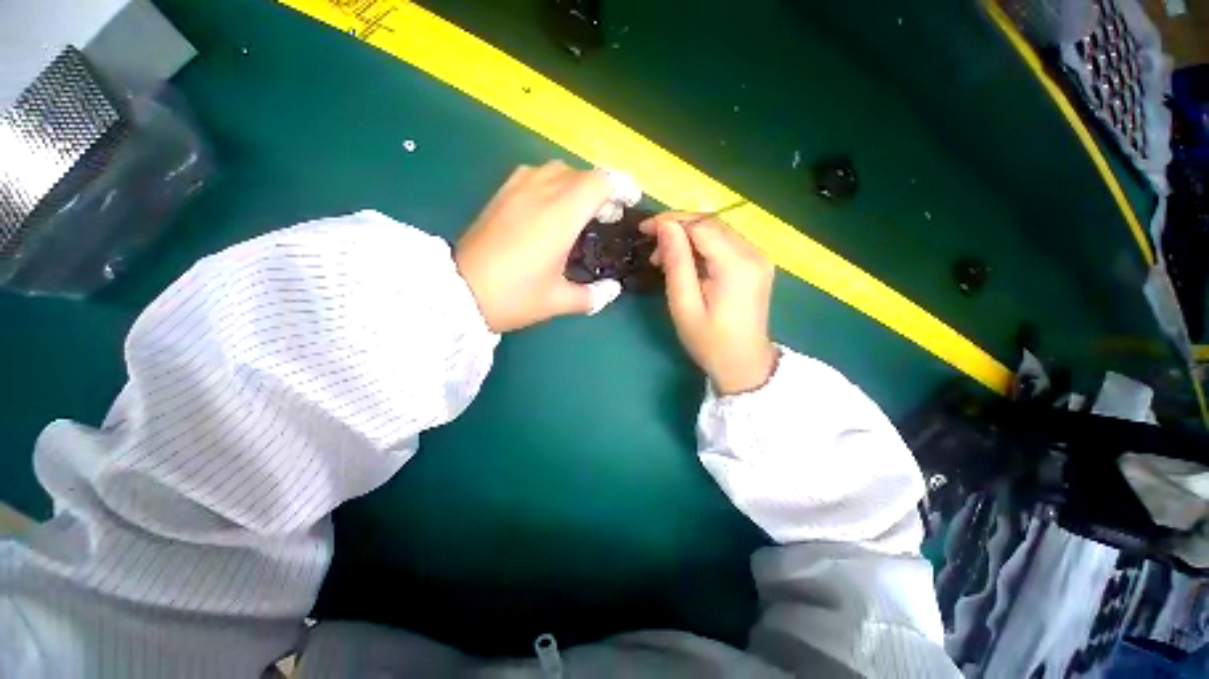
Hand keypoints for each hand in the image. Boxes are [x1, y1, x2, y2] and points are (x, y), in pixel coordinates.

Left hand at [455, 162, 622, 332]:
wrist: (459, 292)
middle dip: (602, 191)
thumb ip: (593, 295)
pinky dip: (552, 185)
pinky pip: (535, 175)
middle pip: (582, 174)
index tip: (629, 203)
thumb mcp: (558, 301)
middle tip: (605, 218)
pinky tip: (548, 209)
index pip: (601, 180)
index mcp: (561, 215)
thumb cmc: (514, 296)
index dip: (621, 186)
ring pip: (558, 170)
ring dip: (576, 186)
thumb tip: (612, 291)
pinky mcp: (500, 193)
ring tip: (579, 212)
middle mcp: (542, 191)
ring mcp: (517, 188)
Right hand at [642, 213, 777, 394]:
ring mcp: (759, 258)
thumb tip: (666, 226)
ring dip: (688, 237)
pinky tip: (686, 262)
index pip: (701, 225)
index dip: (670, 222)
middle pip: (711, 223)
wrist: (744, 364)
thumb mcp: (684, 305)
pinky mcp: (757, 264)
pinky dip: (702, 246)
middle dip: (677, 228)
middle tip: (651, 247)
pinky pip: (725, 243)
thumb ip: (676, 263)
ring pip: (718, 231)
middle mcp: (753, 253)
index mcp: (736, 265)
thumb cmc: (709, 342)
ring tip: (664, 258)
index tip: (644, 229)